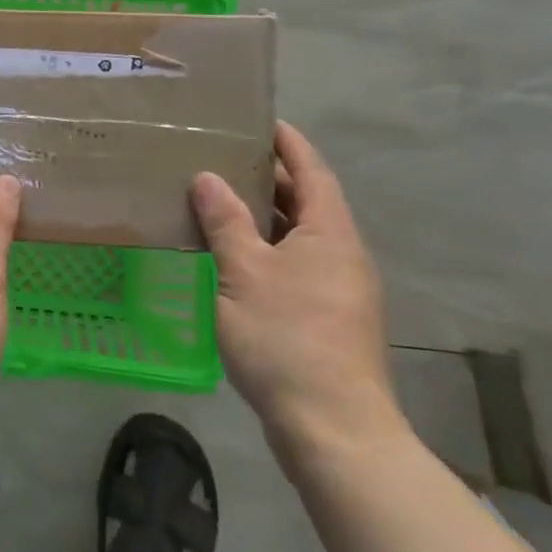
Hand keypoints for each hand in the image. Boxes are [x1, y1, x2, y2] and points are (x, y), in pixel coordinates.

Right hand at [192, 122, 407, 470]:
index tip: (263, 122)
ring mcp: (340, 291)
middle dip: (272, 180)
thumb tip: (208, 178)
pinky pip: (296, 268)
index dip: (289, 144)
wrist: (333, 429)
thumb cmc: (287, 338)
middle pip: (309, 203)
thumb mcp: (245, 273)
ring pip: (301, 239)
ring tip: (221, 204)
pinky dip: (267, 253)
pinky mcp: (329, 321)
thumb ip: (225, 223)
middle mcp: (343, 255)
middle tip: (225, 160)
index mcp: (331, 233)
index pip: (313, 171)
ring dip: (266, 219)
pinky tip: (234, 262)